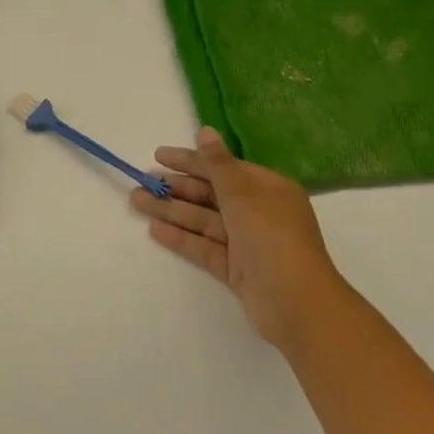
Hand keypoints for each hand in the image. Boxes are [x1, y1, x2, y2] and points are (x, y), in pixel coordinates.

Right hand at [130, 127, 343, 348]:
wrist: (296, 303)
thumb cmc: (271, 236)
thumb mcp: (243, 193)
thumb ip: (218, 164)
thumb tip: (206, 130)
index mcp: (267, 189)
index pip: (222, 168)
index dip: (191, 160)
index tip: (158, 155)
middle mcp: (258, 212)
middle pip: (211, 194)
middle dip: (176, 187)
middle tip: (142, 181)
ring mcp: (247, 242)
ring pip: (204, 220)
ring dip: (172, 210)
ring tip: (137, 201)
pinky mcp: (236, 269)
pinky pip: (205, 247)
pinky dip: (182, 238)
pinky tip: (155, 230)